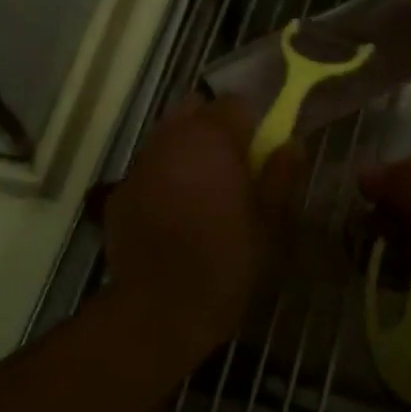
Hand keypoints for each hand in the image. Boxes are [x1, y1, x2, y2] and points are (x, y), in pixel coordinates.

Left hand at [103, 96, 302, 362]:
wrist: (161, 308)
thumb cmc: (227, 261)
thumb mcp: (271, 222)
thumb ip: (281, 176)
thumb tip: (291, 145)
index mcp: (213, 138)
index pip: (236, 103)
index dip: (252, 123)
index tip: (260, 151)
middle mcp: (171, 139)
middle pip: (194, 110)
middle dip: (214, 128)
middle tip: (232, 166)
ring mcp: (140, 164)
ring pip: (167, 137)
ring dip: (186, 150)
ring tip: (202, 190)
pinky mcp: (119, 192)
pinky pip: (148, 169)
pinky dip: (163, 178)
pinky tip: (173, 214)